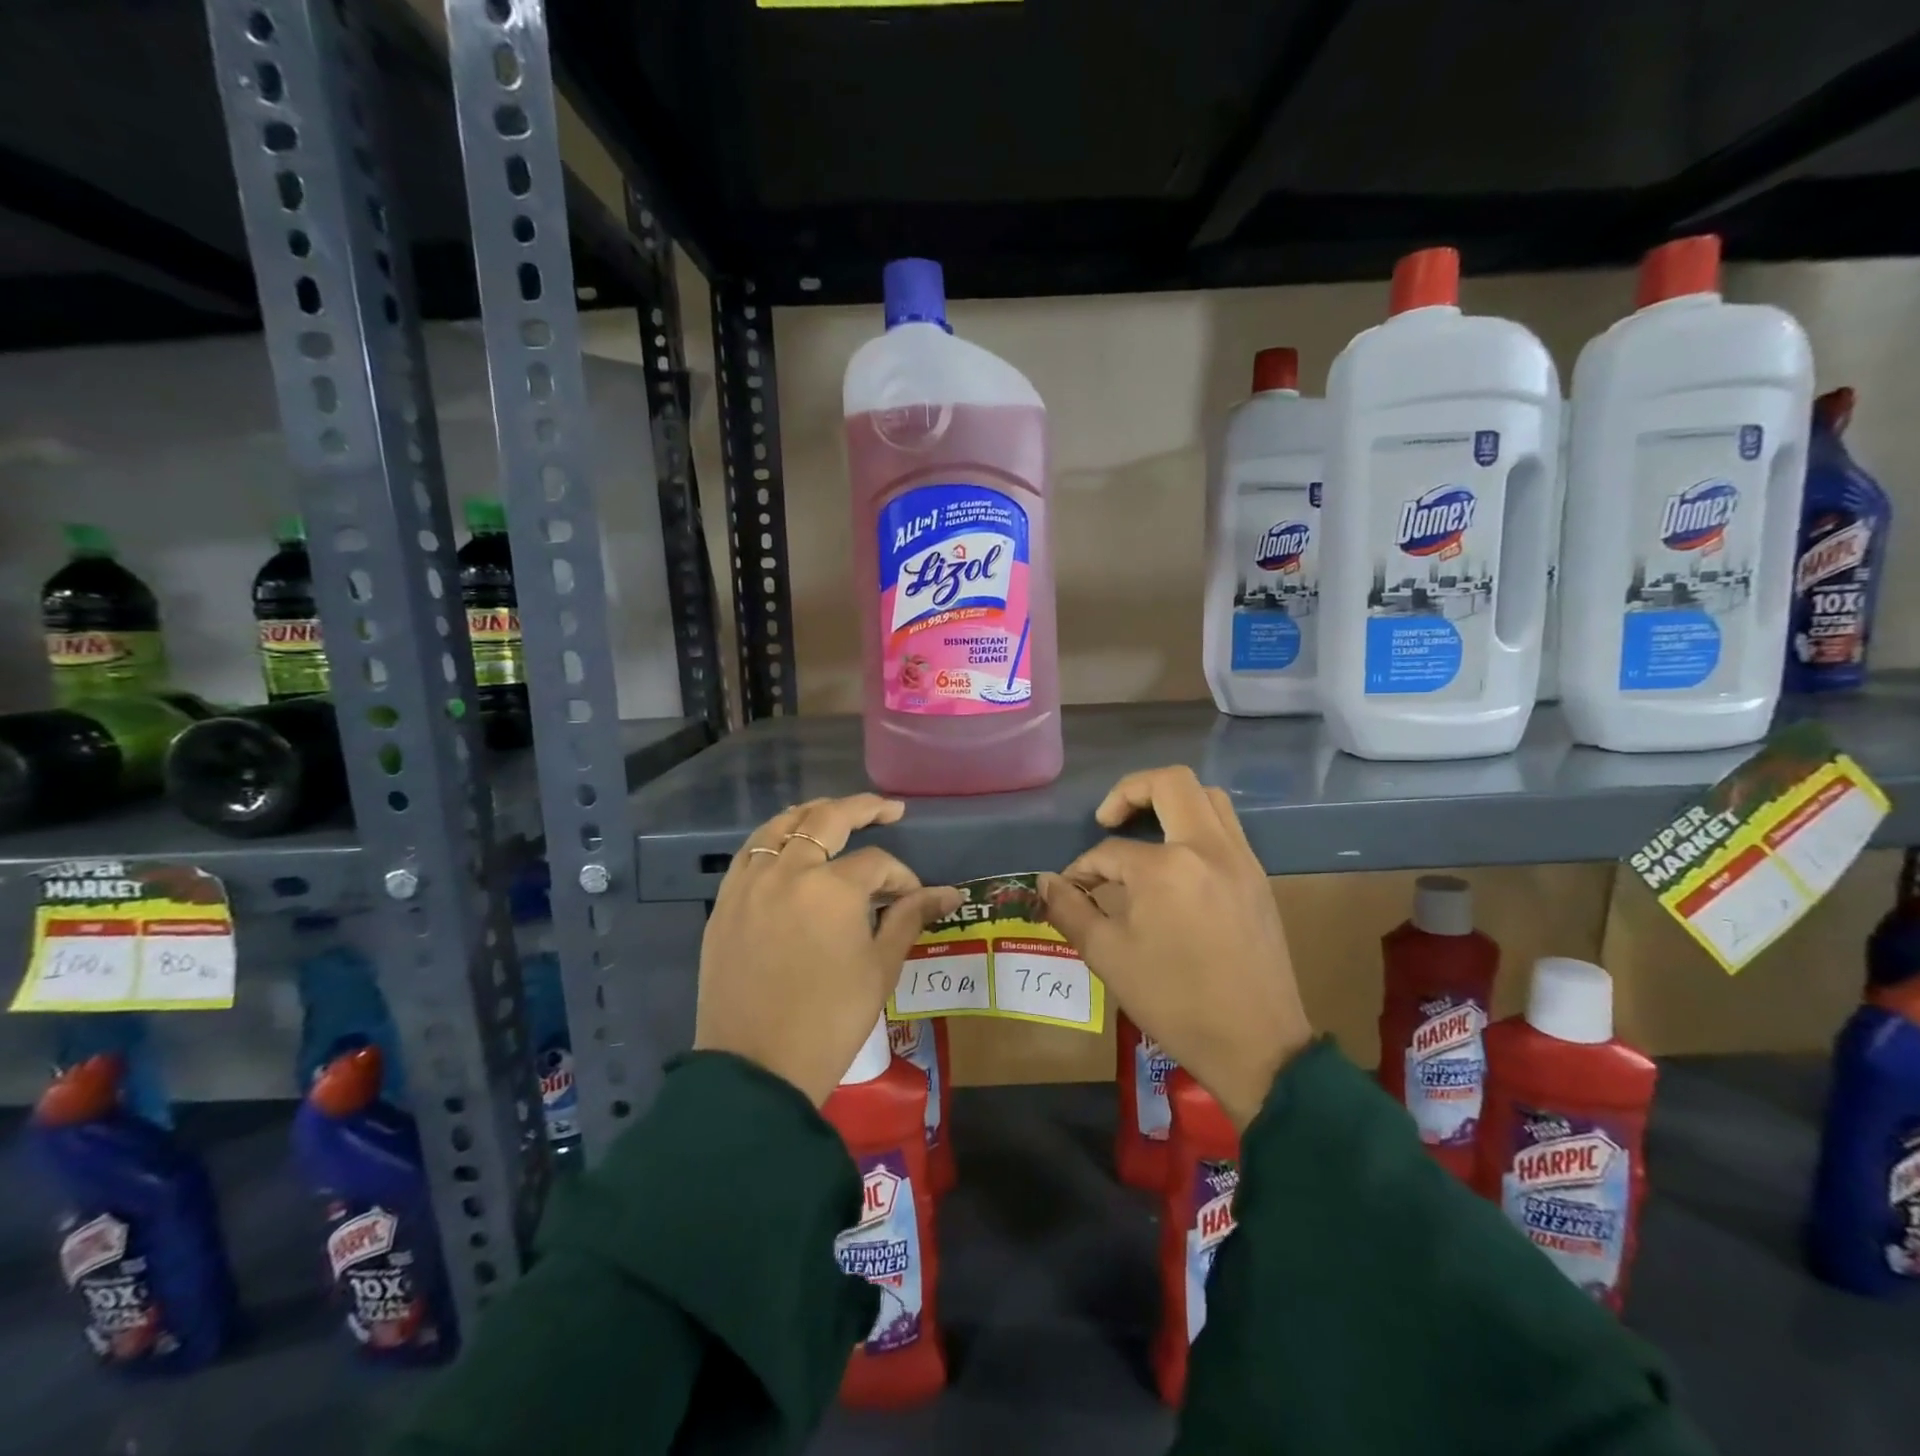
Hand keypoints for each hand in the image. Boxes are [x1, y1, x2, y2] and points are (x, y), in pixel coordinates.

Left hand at [695, 795, 959, 1106]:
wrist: (756, 1069)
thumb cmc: (830, 1021)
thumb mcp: (880, 968)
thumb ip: (909, 918)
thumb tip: (949, 893)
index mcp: (832, 888)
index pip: (877, 863)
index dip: (902, 876)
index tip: (912, 897)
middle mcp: (788, 871)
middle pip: (826, 818)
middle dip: (864, 808)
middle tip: (888, 809)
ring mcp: (750, 883)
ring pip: (781, 825)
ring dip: (813, 813)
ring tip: (836, 813)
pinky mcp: (725, 902)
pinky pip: (750, 852)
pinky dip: (773, 837)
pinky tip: (788, 844)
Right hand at [1040, 767, 1311, 1129]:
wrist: (1256, 1045)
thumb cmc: (1174, 1002)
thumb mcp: (1108, 957)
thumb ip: (1071, 910)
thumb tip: (1047, 882)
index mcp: (1166, 867)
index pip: (1111, 850)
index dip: (1083, 868)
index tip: (1073, 891)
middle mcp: (1208, 848)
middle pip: (1170, 783)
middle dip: (1130, 791)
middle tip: (1108, 820)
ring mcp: (1240, 859)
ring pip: (1207, 797)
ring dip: (1170, 800)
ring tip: (1144, 830)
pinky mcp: (1258, 878)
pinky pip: (1226, 827)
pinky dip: (1197, 824)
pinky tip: (1177, 861)